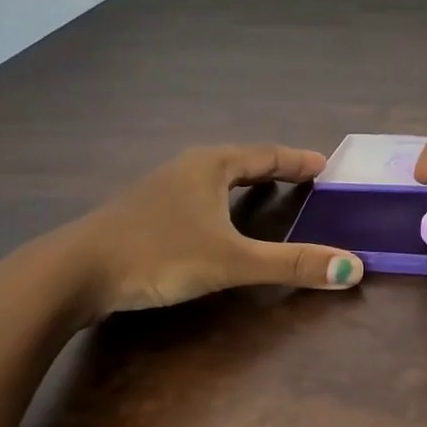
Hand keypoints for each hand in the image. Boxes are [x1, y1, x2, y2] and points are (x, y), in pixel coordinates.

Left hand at [53, 145, 364, 313]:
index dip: (297, 160)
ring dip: (243, 184)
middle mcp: (186, 168)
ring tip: (266, 196)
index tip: (325, 164)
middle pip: (240, 161)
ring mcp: (159, 189)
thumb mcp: (231, 261)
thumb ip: (291, 264)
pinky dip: (219, 203)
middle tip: (303, 179)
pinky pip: (195, 197)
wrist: (73, 272)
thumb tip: (353, 269)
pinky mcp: (142, 213)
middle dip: (273, 169)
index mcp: (210, 166)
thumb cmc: (158, 255)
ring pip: (213, 179)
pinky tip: (214, 223)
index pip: (265, 154)